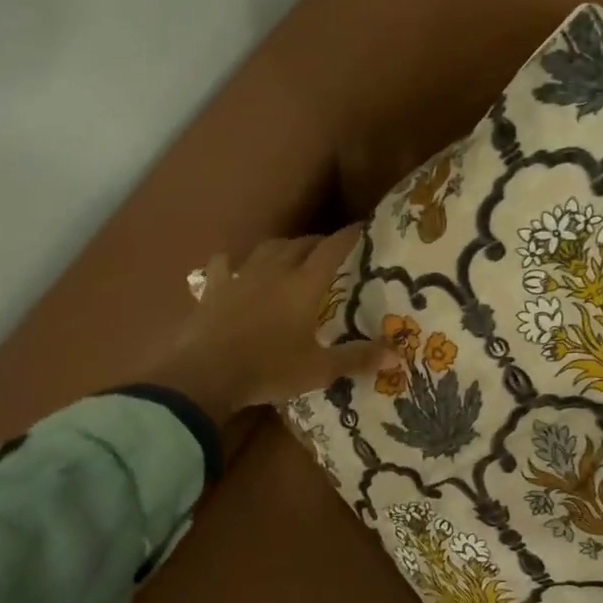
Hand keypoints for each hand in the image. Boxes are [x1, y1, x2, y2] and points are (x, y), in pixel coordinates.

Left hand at [147, 225, 396, 425]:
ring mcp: (240, 277)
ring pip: (266, 248)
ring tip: (292, 255)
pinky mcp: (213, 289)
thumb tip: (397, 354)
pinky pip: (224, 265)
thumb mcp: (319, 370)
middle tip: (330, 250)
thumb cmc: (269, 370)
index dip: (350, 236)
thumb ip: (357, 358)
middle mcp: (274, 271)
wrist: (204, 375)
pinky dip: (233, 262)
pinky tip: (234, 267)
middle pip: (301, 244)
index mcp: (303, 285)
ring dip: (284, 247)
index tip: (365, 228)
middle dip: (319, 242)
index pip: (333, 249)